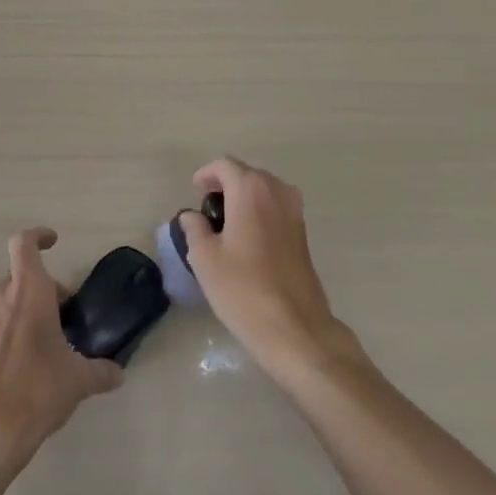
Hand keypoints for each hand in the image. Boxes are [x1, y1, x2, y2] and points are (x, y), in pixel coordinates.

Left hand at [0, 228, 122, 489]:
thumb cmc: (38, 388)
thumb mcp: (78, 380)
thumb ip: (100, 371)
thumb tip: (118, 373)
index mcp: (28, 291)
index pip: (24, 244)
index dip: (38, 236)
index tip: (54, 242)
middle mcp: (2, 298)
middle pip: (21, 276)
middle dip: (45, 288)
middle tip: (66, 313)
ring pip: (8, 301)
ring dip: (28, 310)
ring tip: (51, 340)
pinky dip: (14, 331)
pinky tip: (31, 362)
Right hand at [176, 158, 359, 388]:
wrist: (295, 328)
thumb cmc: (243, 288)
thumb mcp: (204, 257)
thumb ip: (194, 228)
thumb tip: (191, 216)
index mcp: (251, 189)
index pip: (224, 166)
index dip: (205, 176)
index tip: (194, 195)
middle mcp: (277, 190)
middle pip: (246, 174)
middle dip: (224, 186)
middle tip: (206, 212)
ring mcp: (295, 211)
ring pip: (263, 191)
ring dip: (243, 199)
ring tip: (225, 227)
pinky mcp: (303, 233)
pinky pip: (275, 208)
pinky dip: (259, 213)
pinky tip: (247, 241)